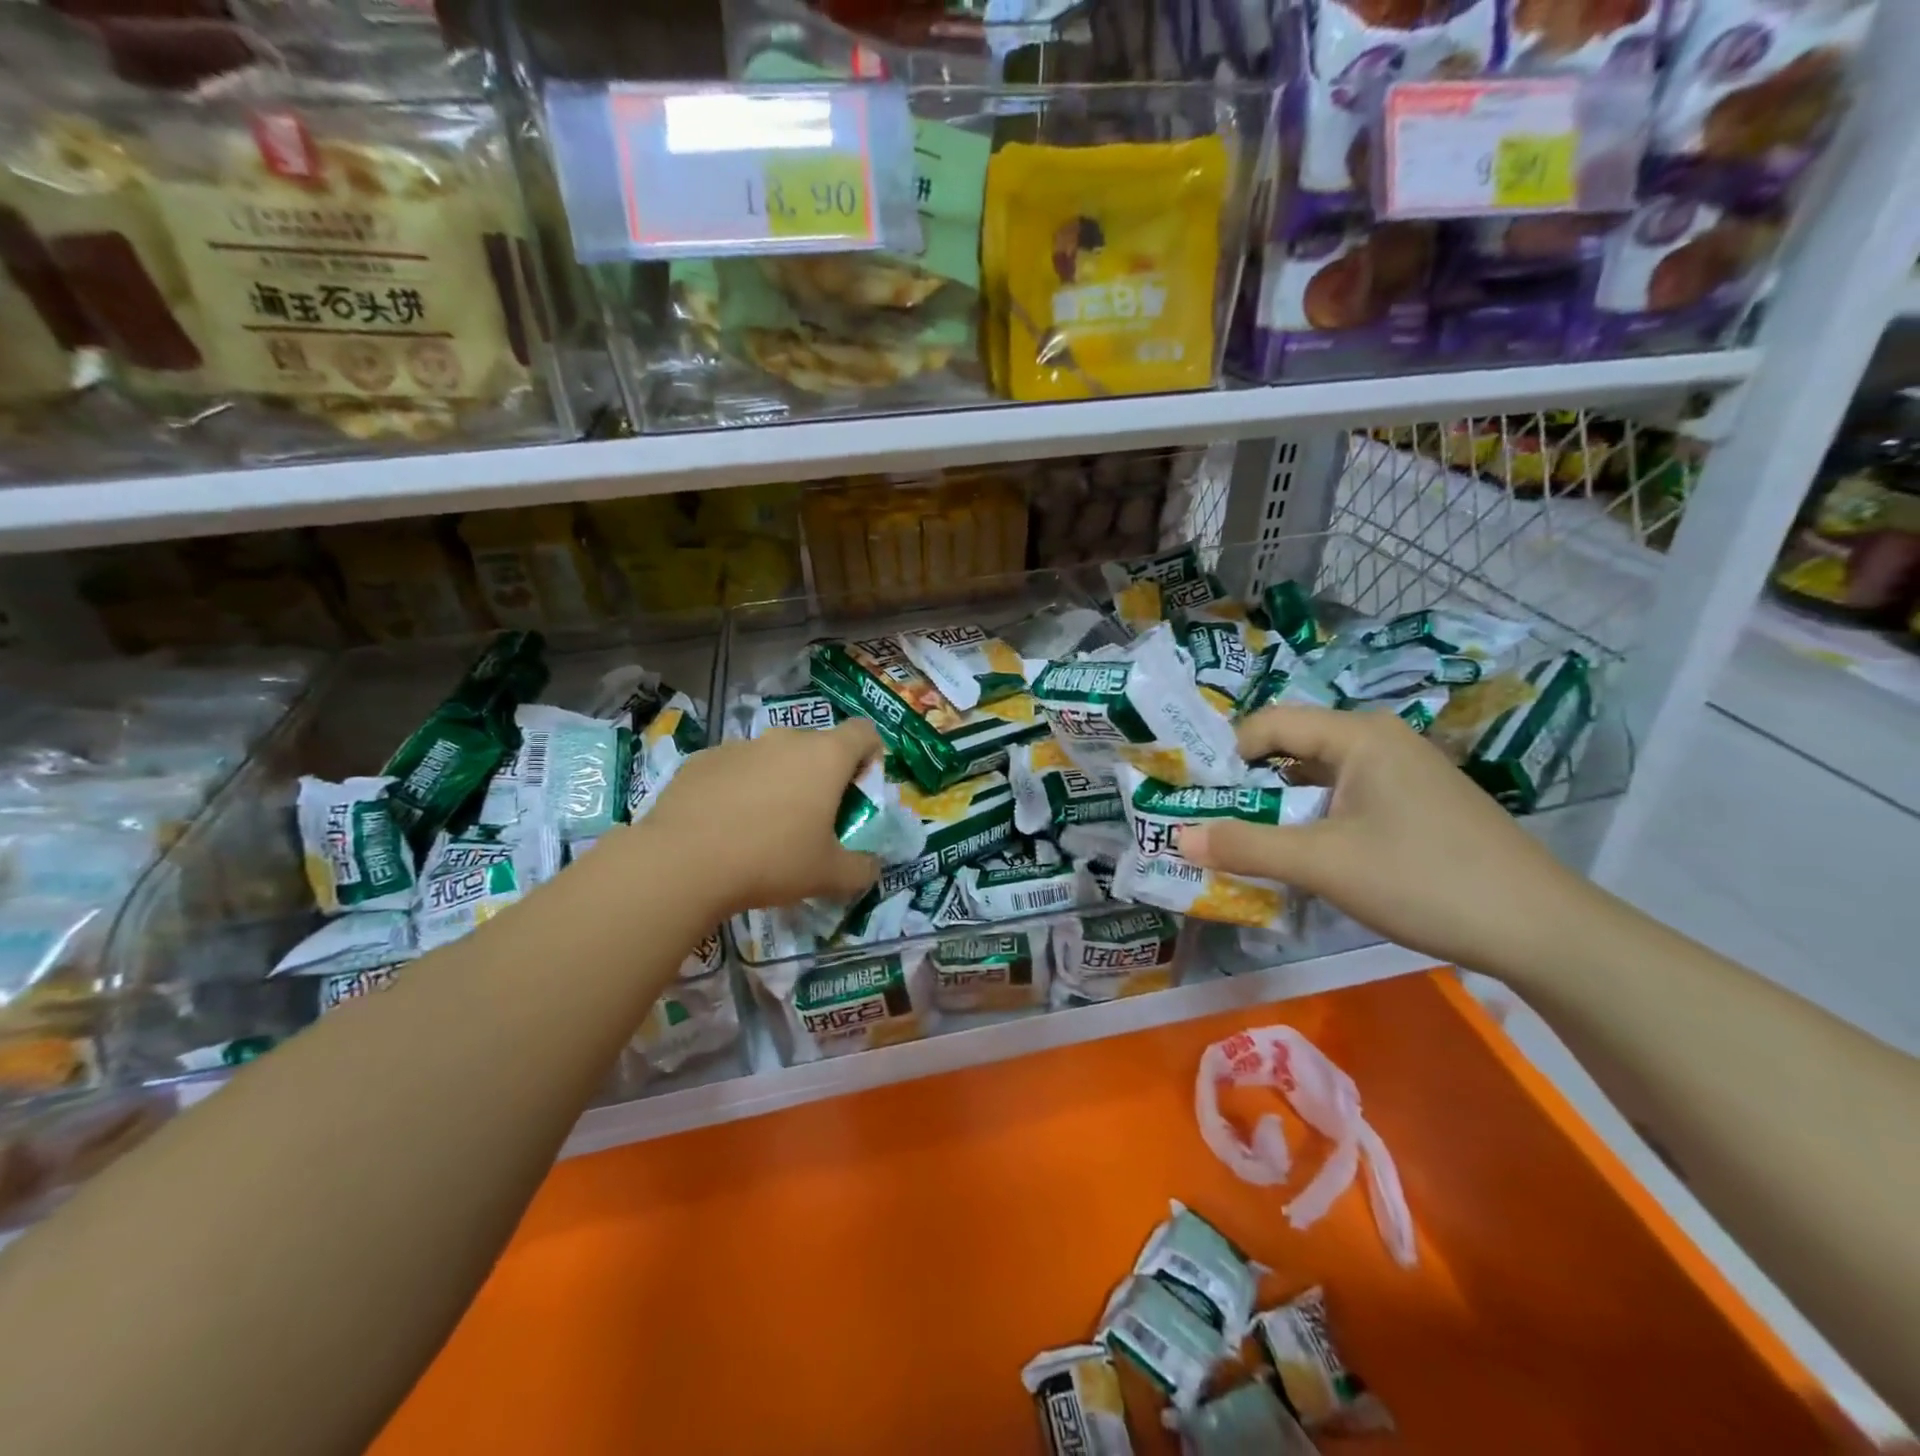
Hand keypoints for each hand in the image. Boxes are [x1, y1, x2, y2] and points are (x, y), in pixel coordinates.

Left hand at [634, 720, 883, 918]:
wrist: (682, 862)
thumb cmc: (771, 861)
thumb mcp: (829, 876)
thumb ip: (861, 869)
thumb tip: (871, 867)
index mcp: (825, 756)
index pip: (864, 732)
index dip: (871, 755)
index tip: (859, 790)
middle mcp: (785, 739)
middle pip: (818, 745)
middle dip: (822, 775)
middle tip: (814, 818)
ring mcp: (740, 745)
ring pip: (774, 756)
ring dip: (780, 781)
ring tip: (764, 826)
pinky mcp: (702, 759)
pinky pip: (735, 768)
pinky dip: (740, 789)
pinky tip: (725, 826)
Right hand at [1178, 706, 1599, 979]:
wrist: (1542, 930)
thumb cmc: (1424, 880)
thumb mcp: (1323, 864)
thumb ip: (1246, 847)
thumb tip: (1177, 838)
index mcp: (1358, 736)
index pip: (1269, 724)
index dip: (1227, 757)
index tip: (1201, 800)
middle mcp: (1380, 740)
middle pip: (1292, 748)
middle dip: (1249, 786)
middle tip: (1216, 826)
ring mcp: (1405, 772)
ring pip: (1320, 777)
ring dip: (1282, 808)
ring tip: (1254, 846)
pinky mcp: (1419, 804)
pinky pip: (1348, 798)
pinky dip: (1317, 821)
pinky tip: (1312, 858)